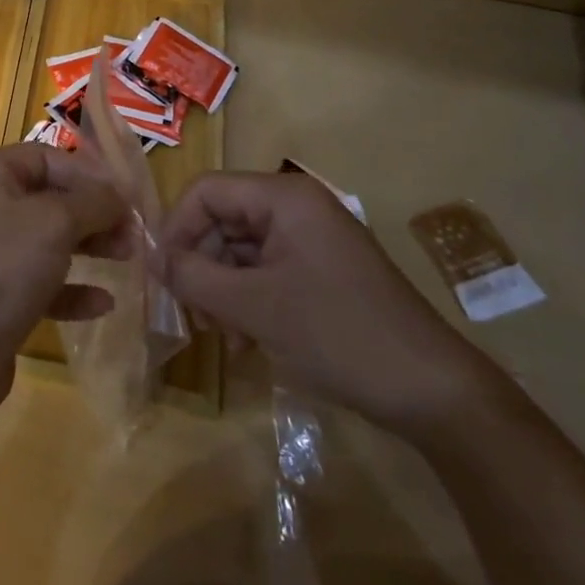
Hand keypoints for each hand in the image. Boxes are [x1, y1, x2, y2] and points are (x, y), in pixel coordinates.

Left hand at [0, 144, 129, 414]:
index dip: (90, 174)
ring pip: (48, 239)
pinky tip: (103, 303)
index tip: (130, 197)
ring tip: (128, 258)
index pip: (48, 157)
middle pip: (50, 198)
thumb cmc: (1, 269)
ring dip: (89, 247)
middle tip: (135, 232)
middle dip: (94, 212)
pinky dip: (71, 288)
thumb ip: (93, 202)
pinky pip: (41, 281)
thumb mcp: (55, 223)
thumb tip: (120, 195)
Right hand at [161, 169, 506, 436]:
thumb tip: (152, 258)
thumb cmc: (338, 335)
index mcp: (283, 197)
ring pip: (239, 249)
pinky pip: (265, 271)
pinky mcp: (320, 270)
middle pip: (221, 220)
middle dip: (200, 265)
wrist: (433, 393)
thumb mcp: (255, 307)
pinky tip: (247, 341)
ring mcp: (311, 239)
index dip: (176, 228)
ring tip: (223, 336)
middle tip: (194, 315)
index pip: (206, 191)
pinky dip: (247, 300)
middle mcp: (296, 207)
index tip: (163, 275)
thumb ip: (193, 276)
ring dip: (221, 289)